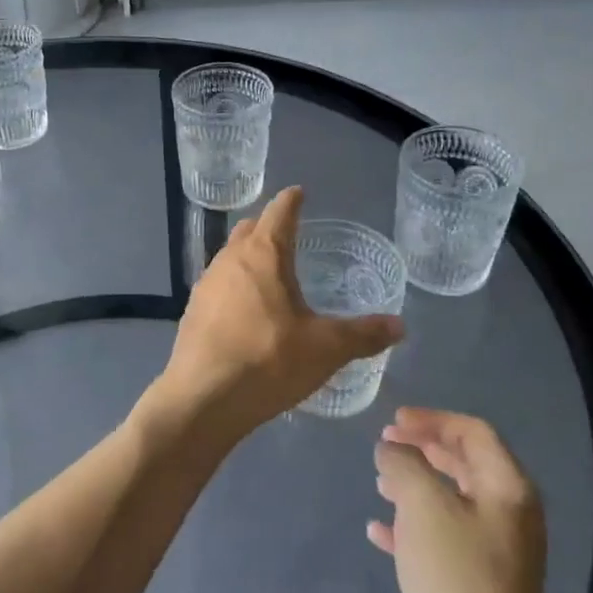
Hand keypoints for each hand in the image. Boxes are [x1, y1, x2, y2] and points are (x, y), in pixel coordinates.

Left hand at [149, 187, 403, 446]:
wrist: (202, 399)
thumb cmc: (268, 361)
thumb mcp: (326, 349)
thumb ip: (363, 334)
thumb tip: (399, 325)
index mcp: (262, 254)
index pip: (279, 213)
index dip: (292, 201)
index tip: (299, 192)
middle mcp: (229, 260)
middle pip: (249, 230)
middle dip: (267, 226)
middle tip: (288, 234)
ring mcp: (206, 285)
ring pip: (230, 258)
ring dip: (248, 257)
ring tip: (270, 273)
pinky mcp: (192, 312)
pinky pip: (218, 286)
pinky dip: (235, 286)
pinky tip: (246, 311)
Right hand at [368, 408, 548, 592]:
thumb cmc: (455, 575)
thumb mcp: (422, 504)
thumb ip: (403, 463)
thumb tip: (392, 449)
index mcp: (508, 489)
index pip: (473, 432)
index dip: (432, 420)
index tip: (393, 421)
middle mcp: (508, 516)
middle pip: (464, 464)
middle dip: (423, 450)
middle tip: (385, 445)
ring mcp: (494, 555)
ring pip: (450, 503)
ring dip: (414, 486)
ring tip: (379, 482)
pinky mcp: (474, 587)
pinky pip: (440, 541)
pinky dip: (411, 528)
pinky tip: (378, 532)